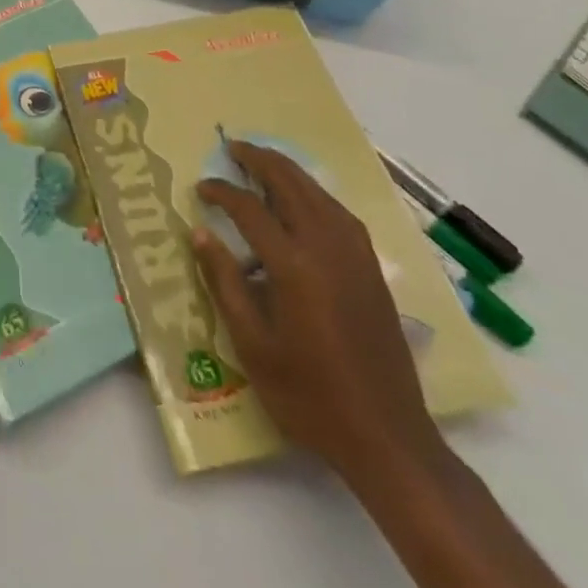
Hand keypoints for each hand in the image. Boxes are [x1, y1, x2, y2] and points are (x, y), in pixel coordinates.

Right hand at [193, 143, 441, 479]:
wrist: (387, 439)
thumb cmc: (309, 396)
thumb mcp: (253, 346)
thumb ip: (225, 283)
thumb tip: (200, 234)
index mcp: (294, 267)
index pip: (250, 209)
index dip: (222, 192)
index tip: (201, 188)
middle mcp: (327, 250)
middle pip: (291, 185)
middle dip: (260, 160)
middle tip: (232, 147)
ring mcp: (355, 258)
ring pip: (319, 194)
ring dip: (289, 171)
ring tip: (262, 161)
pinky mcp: (372, 270)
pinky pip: (339, 213)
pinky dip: (315, 193)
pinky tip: (304, 199)